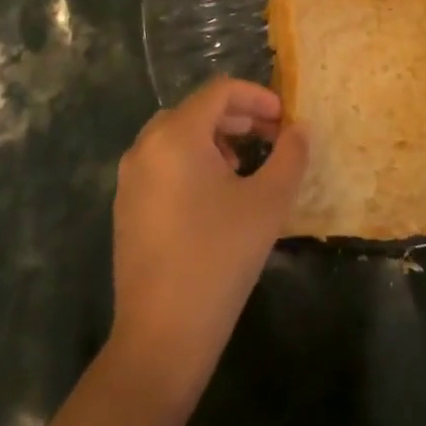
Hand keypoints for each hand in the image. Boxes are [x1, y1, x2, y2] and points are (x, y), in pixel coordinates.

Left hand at [108, 79, 307, 402]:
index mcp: (176, 135)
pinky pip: (162, 162)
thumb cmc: (220, 258)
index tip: (284, 118)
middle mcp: (145, 146)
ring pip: (176, 136)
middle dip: (237, 116)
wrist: (162, 334)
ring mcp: (130, 177)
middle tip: (270, 137)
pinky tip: (214, 194)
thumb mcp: (268, 203)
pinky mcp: (126, 205)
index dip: (257, 96)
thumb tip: (299, 129)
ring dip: (214, 138)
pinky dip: (191, 160)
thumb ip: (290, 156)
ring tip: (244, 163)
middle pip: (196, 110)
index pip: (219, 91)